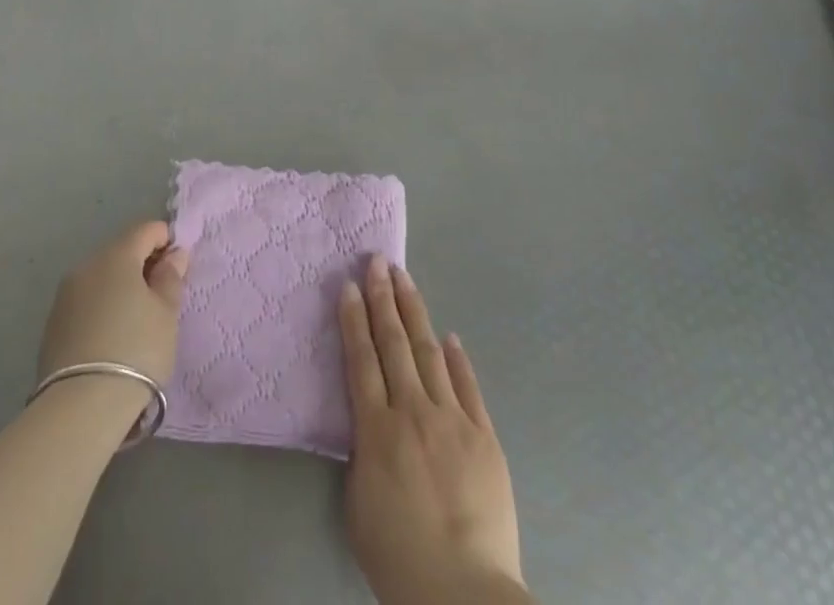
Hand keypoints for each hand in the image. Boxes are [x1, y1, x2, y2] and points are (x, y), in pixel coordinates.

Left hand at [37, 221, 189, 402]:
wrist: (80, 407)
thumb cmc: (136, 350)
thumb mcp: (166, 314)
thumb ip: (171, 278)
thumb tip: (174, 254)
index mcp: (116, 255)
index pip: (145, 230)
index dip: (166, 241)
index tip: (178, 266)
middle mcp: (86, 266)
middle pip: (121, 252)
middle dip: (142, 264)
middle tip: (162, 295)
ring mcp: (65, 295)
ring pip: (101, 278)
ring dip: (121, 287)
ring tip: (137, 319)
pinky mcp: (52, 324)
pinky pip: (86, 302)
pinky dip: (102, 307)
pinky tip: (112, 336)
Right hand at [339, 256, 526, 604]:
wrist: (464, 592)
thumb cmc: (399, 557)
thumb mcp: (360, 504)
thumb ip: (363, 453)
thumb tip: (372, 421)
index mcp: (377, 430)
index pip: (361, 359)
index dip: (354, 319)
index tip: (349, 285)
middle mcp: (413, 411)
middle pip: (394, 343)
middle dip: (383, 298)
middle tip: (377, 261)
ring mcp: (452, 419)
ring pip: (429, 352)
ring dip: (415, 312)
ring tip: (404, 279)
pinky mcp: (484, 435)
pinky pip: (468, 386)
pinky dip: (457, 359)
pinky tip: (449, 337)